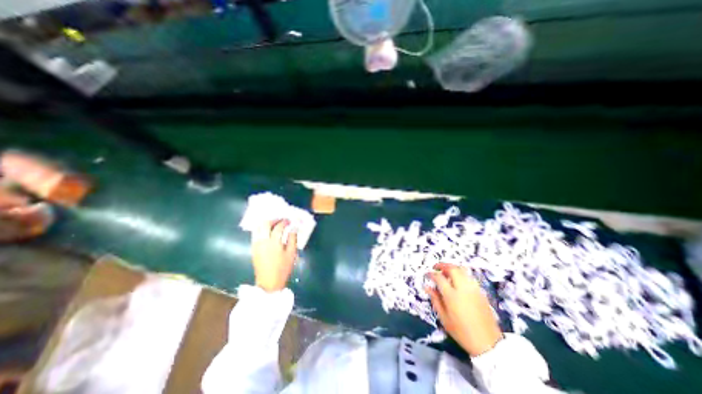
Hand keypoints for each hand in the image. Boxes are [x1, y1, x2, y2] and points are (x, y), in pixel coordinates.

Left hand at [251, 222, 296, 291]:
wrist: (268, 283)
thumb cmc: (282, 269)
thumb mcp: (291, 254)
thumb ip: (292, 239)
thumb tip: (293, 228)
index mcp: (273, 243)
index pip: (278, 227)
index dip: (285, 222)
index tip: (290, 221)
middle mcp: (262, 241)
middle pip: (265, 224)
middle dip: (274, 220)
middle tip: (281, 220)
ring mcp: (256, 245)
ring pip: (258, 228)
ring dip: (266, 223)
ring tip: (274, 224)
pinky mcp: (253, 248)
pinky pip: (255, 234)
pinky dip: (261, 229)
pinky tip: (268, 231)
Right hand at [425, 265, 502, 356]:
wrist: (488, 344)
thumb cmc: (462, 332)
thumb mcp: (444, 318)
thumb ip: (435, 300)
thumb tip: (427, 287)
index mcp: (451, 295)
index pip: (439, 277)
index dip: (431, 274)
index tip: (427, 274)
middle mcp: (463, 288)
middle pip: (452, 268)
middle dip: (442, 265)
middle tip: (436, 267)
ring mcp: (473, 289)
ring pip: (462, 270)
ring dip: (452, 268)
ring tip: (446, 272)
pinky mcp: (481, 292)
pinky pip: (469, 277)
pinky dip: (461, 273)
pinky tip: (457, 280)